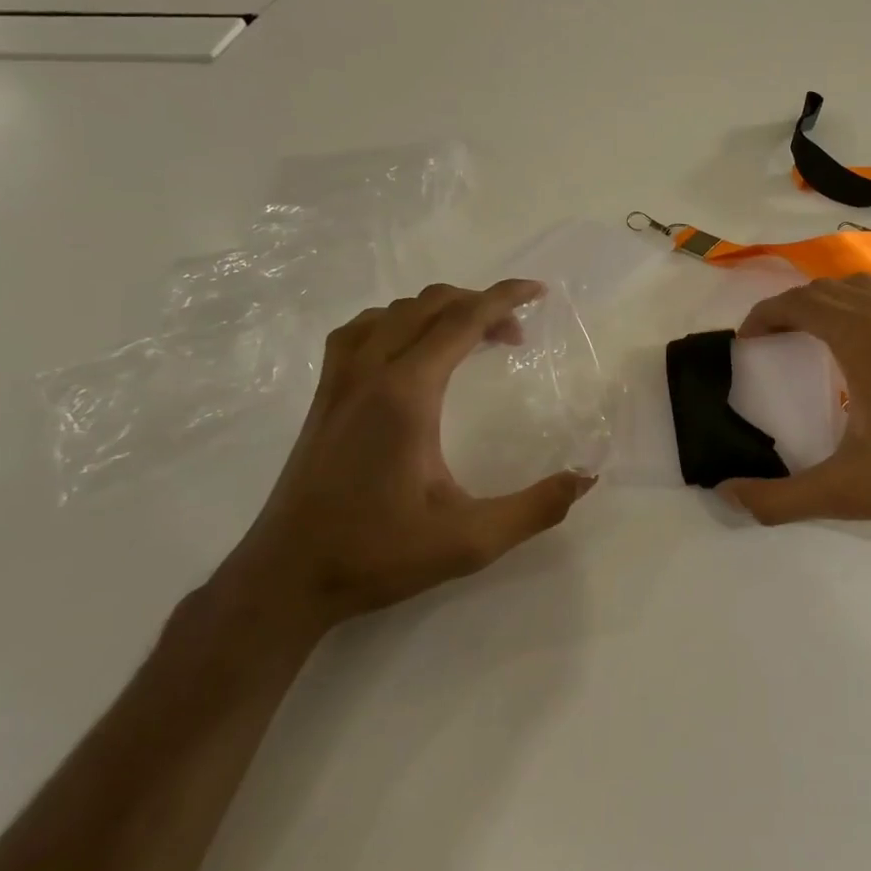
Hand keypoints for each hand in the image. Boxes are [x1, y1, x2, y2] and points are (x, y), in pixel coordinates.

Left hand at [215, 280, 596, 637]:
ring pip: (391, 313)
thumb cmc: (377, 553)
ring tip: (470, 337)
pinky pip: (361, 332)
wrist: (285, 578)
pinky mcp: (323, 399)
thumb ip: (535, 509)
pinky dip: (396, 323)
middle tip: (516, 334)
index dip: (504, 298)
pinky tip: (409, 351)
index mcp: (406, 395)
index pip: (461, 320)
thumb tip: (585, 478)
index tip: (539, 291)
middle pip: (428, 306)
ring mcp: (339, 383)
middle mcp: (369, 374)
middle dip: (479, 304)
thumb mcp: (470, 540)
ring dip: (438, 310)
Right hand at [717, 276, 870, 554]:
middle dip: (795, 307)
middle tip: (776, 340)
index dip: (765, 315)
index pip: (800, 303)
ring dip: (836, 301)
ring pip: (870, 287)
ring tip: (821, 334)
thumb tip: (727, 496)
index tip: (748, 339)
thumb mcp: (848, 493)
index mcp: (865, 337)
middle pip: (830, 289)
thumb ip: (780, 498)